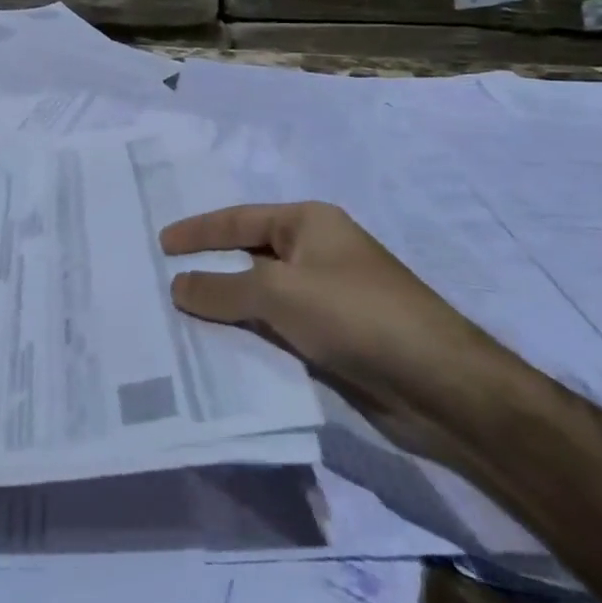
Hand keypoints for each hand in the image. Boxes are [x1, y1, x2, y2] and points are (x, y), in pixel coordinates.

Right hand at [160, 201, 507, 456]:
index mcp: (309, 222)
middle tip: (165, 277)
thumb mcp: (279, 294)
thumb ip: (222, 289)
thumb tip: (177, 285)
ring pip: (265, 292)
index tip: (161, 242)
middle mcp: (318, 250)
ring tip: (184, 314)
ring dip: (230, 302)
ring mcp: (330, 293)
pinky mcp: (338, 334)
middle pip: (251, 252)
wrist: (440, 383)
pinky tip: (227, 346)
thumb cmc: (355, 314)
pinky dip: (254, 330)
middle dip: (211, 265)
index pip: (239, 219)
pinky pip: (282, 324)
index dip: (198, 230)